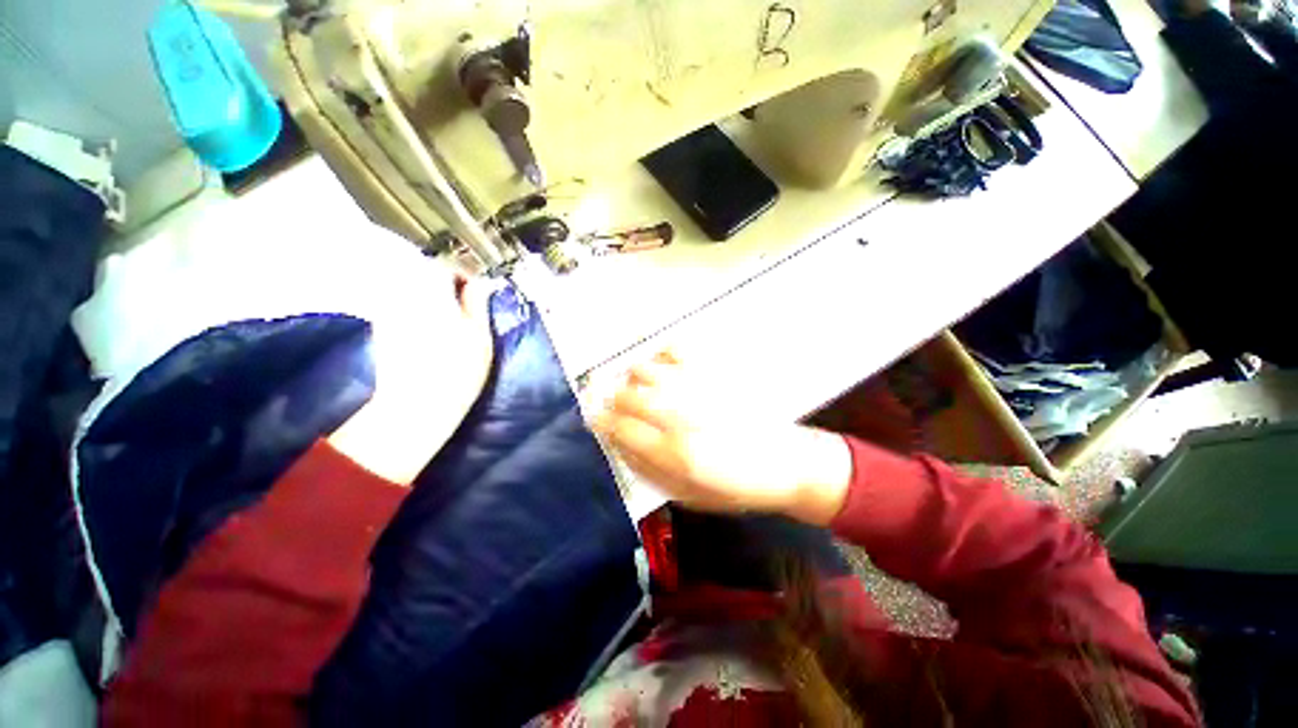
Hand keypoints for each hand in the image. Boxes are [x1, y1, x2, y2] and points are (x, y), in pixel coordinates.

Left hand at [329, 264, 494, 485]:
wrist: (416, 406)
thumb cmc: (458, 370)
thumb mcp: (480, 335)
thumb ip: (478, 303)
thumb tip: (482, 282)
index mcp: (431, 292)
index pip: (445, 267)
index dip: (465, 275)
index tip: (478, 291)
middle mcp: (404, 294)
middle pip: (424, 274)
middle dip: (446, 284)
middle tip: (466, 304)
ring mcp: (388, 311)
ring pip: (411, 290)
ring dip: (431, 296)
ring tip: (450, 317)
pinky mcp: (381, 328)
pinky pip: (401, 306)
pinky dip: (416, 310)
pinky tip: (430, 330)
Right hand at [593, 351, 852, 525]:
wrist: (785, 463)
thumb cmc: (735, 487)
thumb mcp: (686, 495)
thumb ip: (646, 469)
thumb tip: (615, 443)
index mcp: (674, 452)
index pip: (619, 427)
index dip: (600, 421)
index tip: (595, 419)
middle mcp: (681, 414)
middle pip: (626, 395)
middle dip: (612, 400)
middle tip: (616, 407)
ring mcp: (698, 387)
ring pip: (644, 369)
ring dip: (632, 378)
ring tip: (639, 388)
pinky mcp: (715, 372)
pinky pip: (675, 349)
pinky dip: (660, 354)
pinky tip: (663, 367)